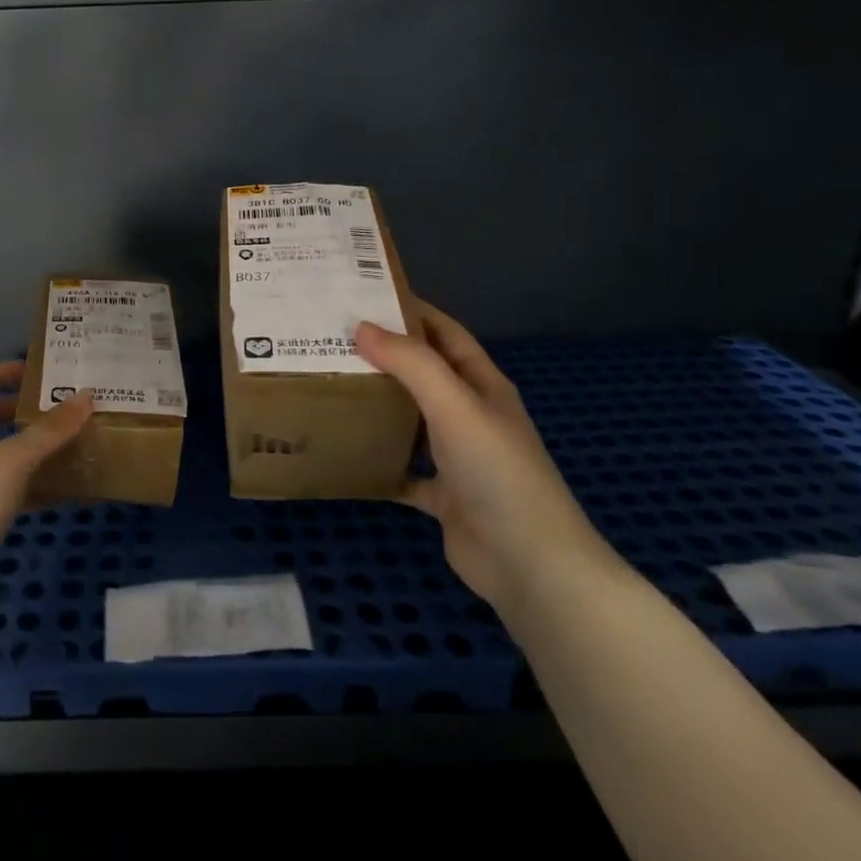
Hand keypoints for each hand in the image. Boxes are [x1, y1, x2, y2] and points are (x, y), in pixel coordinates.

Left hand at [0, 361, 92, 584]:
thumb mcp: (14, 461)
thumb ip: (51, 429)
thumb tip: (87, 396)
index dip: (1, 373)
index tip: (34, 371)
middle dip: (13, 411)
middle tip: (49, 407)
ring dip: (18, 445)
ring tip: (55, 443)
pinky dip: (17, 479)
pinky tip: (51, 487)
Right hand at [354, 303, 612, 609]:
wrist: (529, 563)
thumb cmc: (497, 472)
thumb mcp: (455, 406)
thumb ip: (412, 364)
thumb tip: (361, 326)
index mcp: (482, 386)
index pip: (445, 334)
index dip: (412, 312)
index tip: (364, 297)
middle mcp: (471, 416)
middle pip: (425, 376)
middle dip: (385, 357)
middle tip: (332, 341)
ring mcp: (458, 458)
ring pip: (412, 422)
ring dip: (379, 407)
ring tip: (331, 388)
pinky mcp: (443, 496)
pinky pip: (403, 471)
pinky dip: (378, 463)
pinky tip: (345, 454)